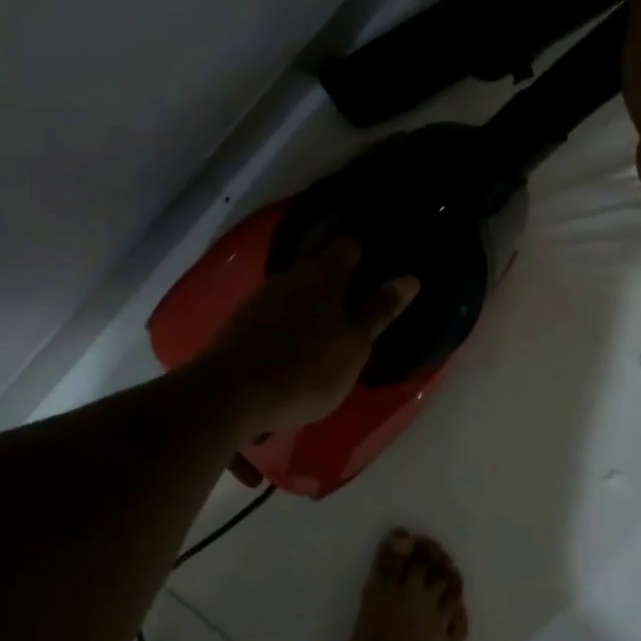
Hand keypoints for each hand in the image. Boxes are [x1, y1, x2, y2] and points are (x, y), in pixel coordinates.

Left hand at [198, 238, 418, 433]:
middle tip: (357, 303)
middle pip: (319, 268)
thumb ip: (379, 310)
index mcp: (323, 275)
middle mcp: (290, 276)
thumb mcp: (354, 345)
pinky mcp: (240, 323)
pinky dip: (288, 324)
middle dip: (337, 282)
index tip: (377, 265)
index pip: (348, 246)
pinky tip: (294, 347)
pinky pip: (274, 314)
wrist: (230, 394)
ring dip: (310, 305)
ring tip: (327, 330)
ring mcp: (261, 298)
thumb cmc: (306, 368)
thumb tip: (410, 278)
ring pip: (294, 292)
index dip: (364, 252)